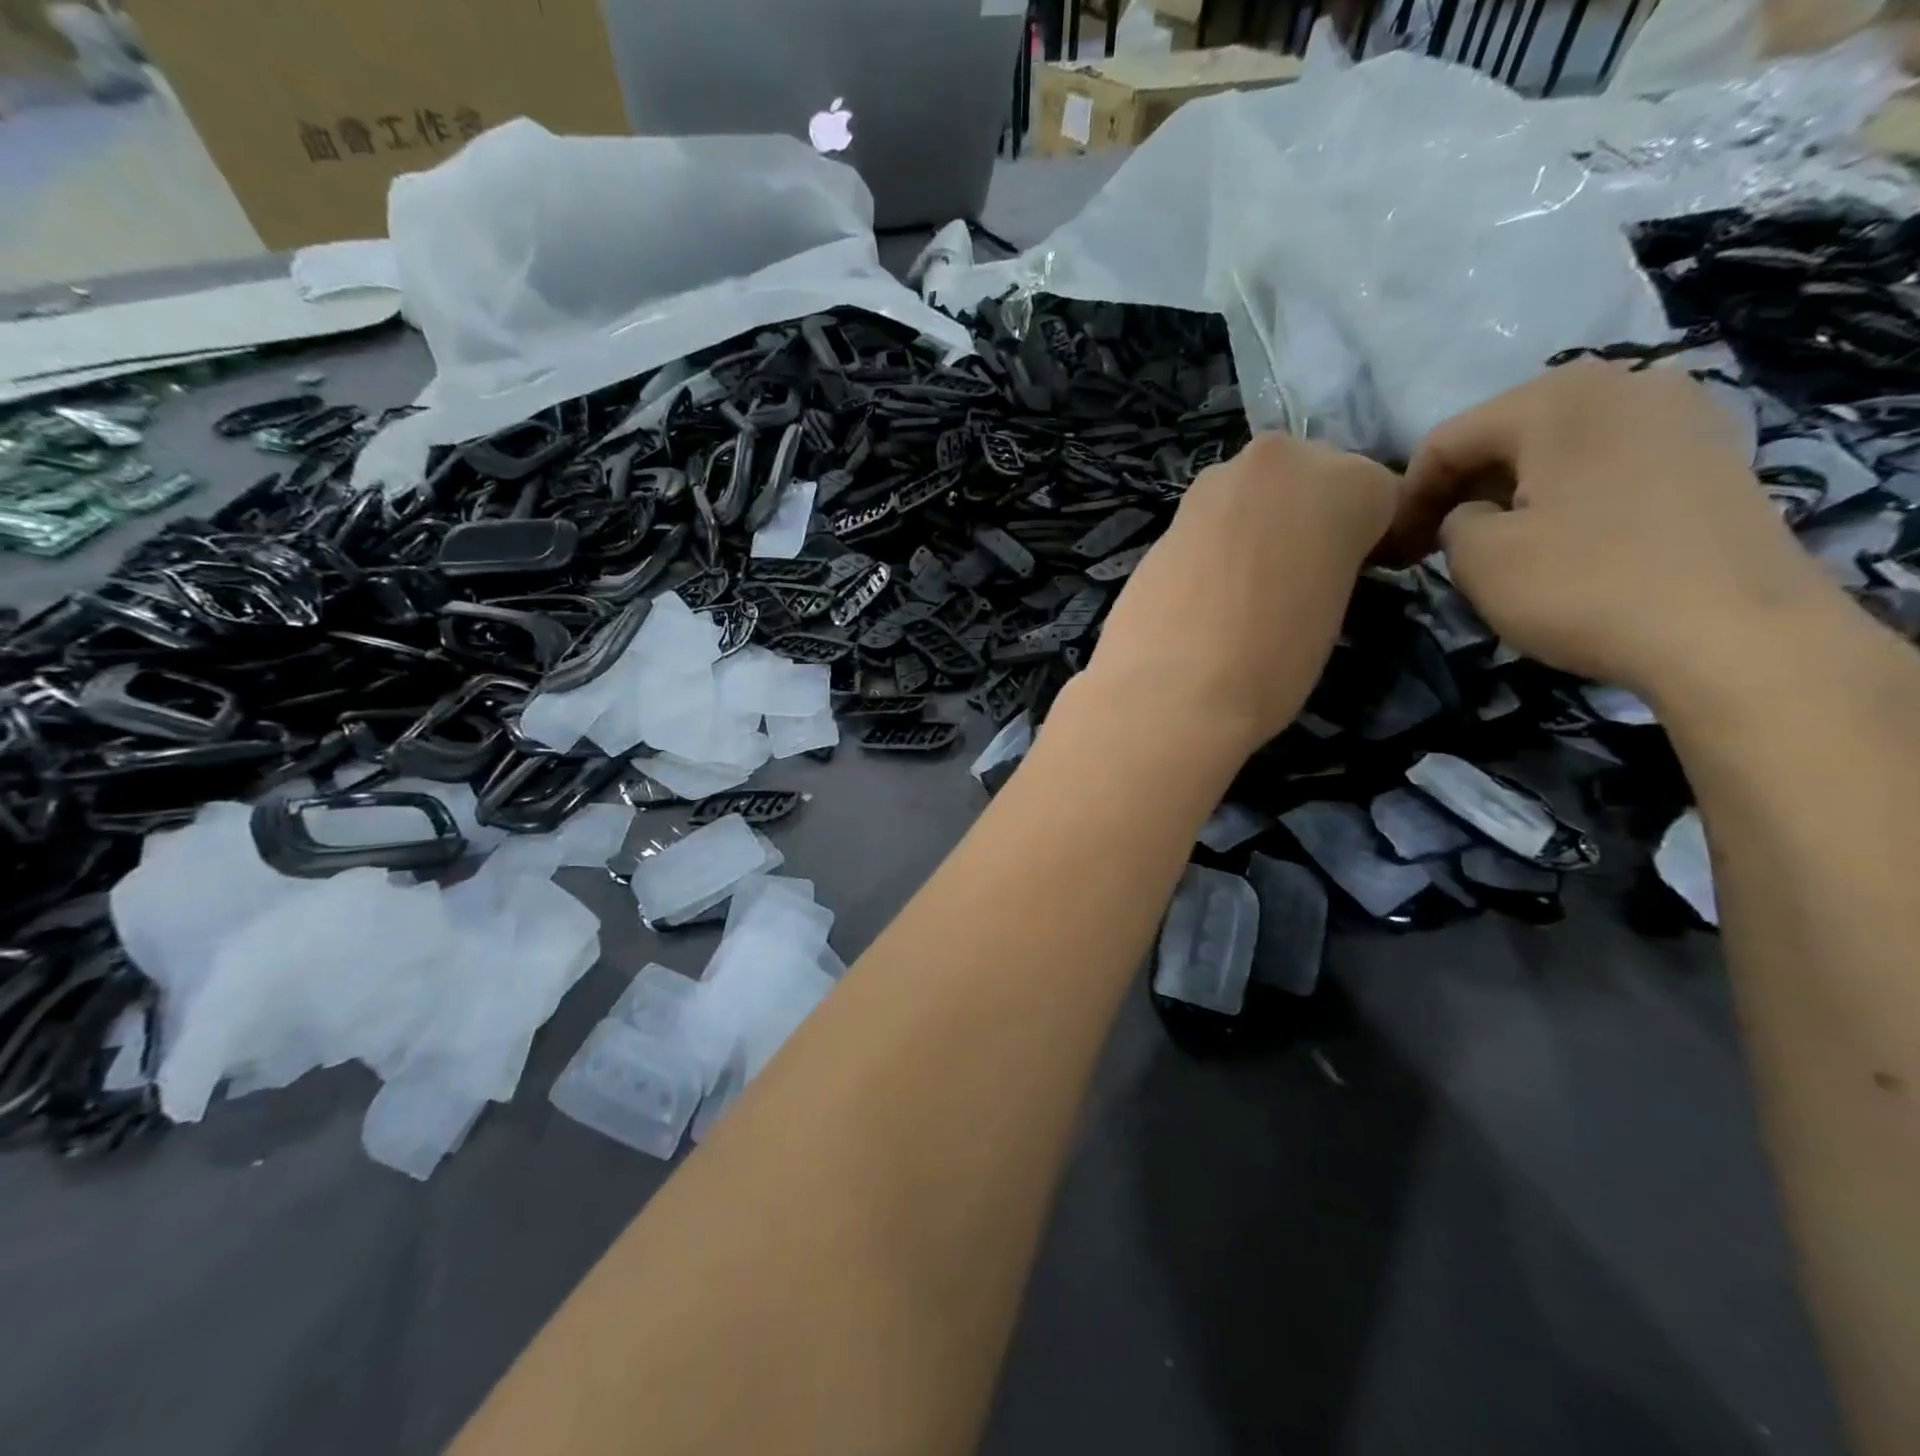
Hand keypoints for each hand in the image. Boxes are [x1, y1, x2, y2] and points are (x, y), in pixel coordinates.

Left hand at [1081, 433, 1397, 758]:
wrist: (1170, 689)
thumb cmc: (1273, 662)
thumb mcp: (1336, 611)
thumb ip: (1333, 565)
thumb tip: (1309, 568)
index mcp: (1348, 482)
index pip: (1378, 495)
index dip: (1371, 539)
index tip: (1359, 575)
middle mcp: (1282, 460)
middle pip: (1310, 480)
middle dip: (1308, 519)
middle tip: (1298, 578)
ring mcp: (1216, 481)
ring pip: (1256, 494)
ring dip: (1258, 526)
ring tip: (1246, 589)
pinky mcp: (1168, 514)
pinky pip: (1212, 521)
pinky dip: (1216, 544)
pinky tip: (1207, 590)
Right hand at [1393, 360, 1833, 696]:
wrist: (1737, 633)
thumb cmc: (1585, 584)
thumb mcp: (1479, 558)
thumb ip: (1452, 522)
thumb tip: (1471, 517)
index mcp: (1557, 397)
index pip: (1446, 441)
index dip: (1406, 497)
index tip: (1391, 548)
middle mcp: (1624, 384)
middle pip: (1506, 436)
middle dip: (1460, 490)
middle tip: (1432, 547)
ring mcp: (1680, 416)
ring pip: (1558, 449)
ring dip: (1512, 493)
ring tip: (1493, 545)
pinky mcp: (1712, 457)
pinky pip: (1608, 465)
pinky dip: (1567, 497)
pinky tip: (1559, 542)